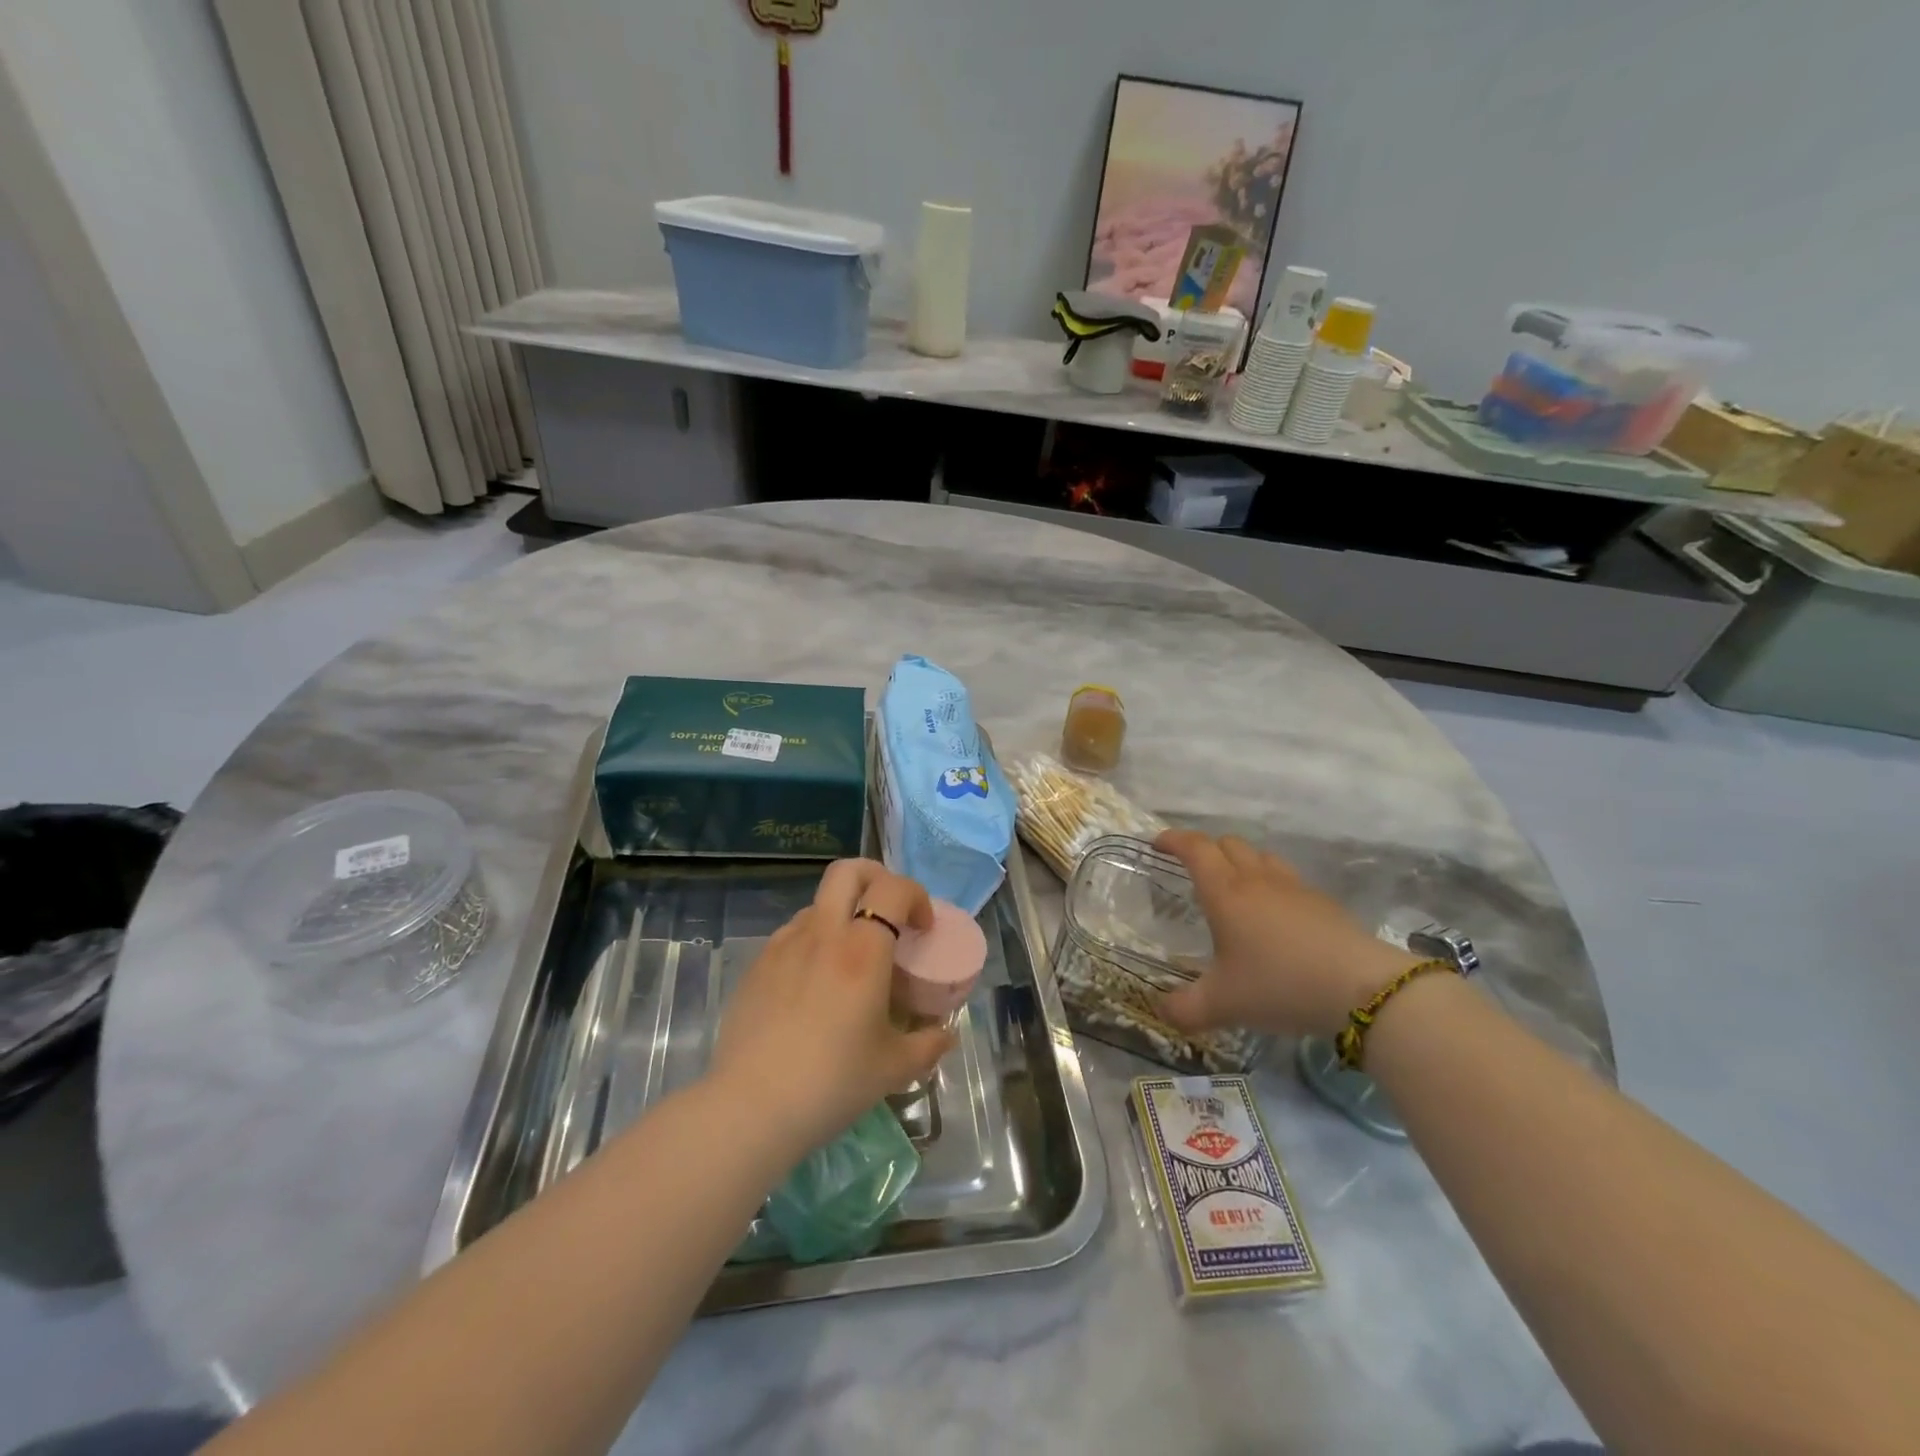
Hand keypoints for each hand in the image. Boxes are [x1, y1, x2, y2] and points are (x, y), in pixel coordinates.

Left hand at [707, 859, 954, 1163]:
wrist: (750, 1108)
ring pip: (818, 904)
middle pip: (848, 871)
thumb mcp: (894, 1069)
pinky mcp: (757, 966)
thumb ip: (928, 1045)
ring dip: (842, 914)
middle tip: (888, 914)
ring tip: (850, 960)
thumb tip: (946, 1035)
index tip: (923, 928)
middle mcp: (822, 933)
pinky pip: (792, 935)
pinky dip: (814, 942)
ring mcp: (783, 945)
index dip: (916, 896)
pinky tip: (814, 986)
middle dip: (876, 878)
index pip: (893, 889)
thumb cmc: (832, 1083)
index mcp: (862, 949)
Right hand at [1155, 830, 1417, 1039]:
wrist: (1362, 989)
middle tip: (1193, 870)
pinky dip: (1271, 884)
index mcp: (1225, 891)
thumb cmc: (1279, 985)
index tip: (1157, 843)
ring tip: (1235, 887)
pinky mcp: (1323, 902)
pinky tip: (1276, 915)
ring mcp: (1294, 887)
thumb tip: (1161, 1011)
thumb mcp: (1222, 1004)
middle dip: (1206, 849)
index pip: (1194, 848)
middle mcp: (1256, 879)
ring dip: (1241, 861)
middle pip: (1227, 843)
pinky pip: (1288, 878)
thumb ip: (1184, 1008)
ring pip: (1260, 856)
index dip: (1173, 840)